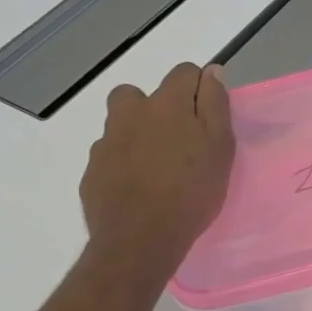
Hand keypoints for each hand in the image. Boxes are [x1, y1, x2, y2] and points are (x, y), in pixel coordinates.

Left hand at [81, 62, 234, 272]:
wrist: (139, 239)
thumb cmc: (191, 190)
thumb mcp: (219, 146)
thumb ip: (215, 104)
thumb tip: (210, 71)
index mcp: (166, 104)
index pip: (184, 72)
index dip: (198, 88)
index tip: (209, 116)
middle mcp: (130, 114)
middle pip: (138, 94)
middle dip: (155, 107)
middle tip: (176, 139)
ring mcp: (106, 143)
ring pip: (120, 125)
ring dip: (136, 135)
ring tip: (156, 167)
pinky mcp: (92, 171)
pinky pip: (109, 156)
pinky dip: (122, 164)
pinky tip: (138, 188)